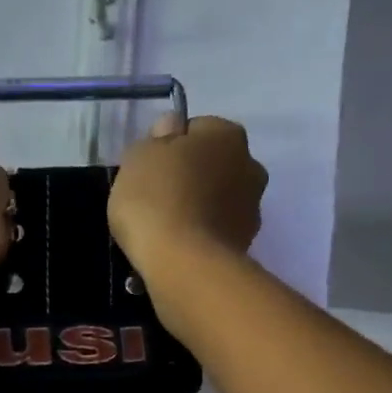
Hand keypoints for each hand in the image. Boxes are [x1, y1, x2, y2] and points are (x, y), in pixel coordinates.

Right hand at [107, 114, 267, 275]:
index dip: (170, 148)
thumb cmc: (156, 199)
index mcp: (227, 134)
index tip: (151, 170)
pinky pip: (217, 233)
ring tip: (168, 231)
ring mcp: (252, 210)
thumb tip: (172, 128)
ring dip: (199, 210)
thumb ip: (156, 138)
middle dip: (192, 179)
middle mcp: (250, 166)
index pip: (196, 130)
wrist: (183, 264)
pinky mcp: (245, 246)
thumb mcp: (139, 157)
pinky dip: (202, 238)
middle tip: (159, 200)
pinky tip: (179, 251)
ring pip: (218, 201)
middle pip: (213, 166)